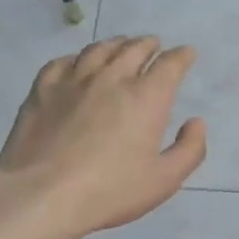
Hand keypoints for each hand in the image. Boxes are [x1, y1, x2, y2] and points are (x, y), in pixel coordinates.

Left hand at [0, 36, 206, 238]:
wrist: (41, 194)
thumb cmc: (110, 190)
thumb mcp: (164, 180)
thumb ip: (189, 149)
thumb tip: (196, 122)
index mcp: (147, 97)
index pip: (170, 64)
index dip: (182, 56)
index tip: (187, 53)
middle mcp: (113, 77)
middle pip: (135, 48)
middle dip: (149, 44)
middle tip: (154, 45)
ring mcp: (74, 79)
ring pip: (99, 49)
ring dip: (116, 44)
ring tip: (121, 46)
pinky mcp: (43, 88)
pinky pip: (62, 62)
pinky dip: (76, 58)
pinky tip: (76, 64)